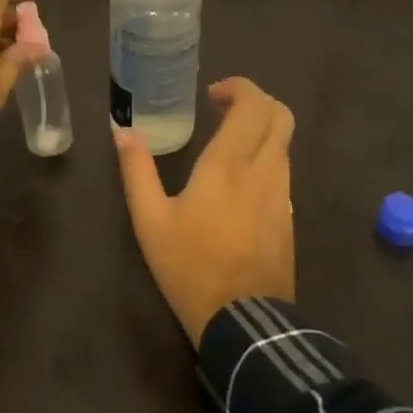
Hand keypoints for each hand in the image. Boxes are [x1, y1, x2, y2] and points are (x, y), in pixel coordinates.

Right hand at [114, 77, 295, 345]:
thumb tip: (122, 130)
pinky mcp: (289, 219)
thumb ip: (136, 170)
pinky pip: (284, 171)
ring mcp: (282, 196)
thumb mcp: (150, 220)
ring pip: (285, 143)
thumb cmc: (190, 266)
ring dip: (262, 129)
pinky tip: (241, 180)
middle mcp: (264, 170)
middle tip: (223, 109)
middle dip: (256, 102)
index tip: (212, 95)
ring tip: (229, 142)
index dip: (238, 88)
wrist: (244, 325)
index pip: (253, 105)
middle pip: (280, 116)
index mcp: (229, 163)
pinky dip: (267, 157)